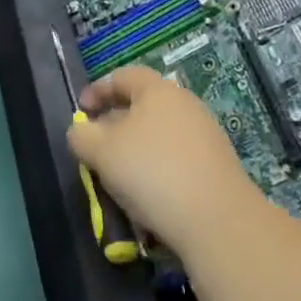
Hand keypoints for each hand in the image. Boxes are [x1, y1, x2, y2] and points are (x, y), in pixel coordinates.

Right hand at [67, 66, 257, 247]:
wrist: (220, 223)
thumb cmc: (151, 172)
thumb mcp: (100, 151)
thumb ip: (80, 135)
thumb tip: (81, 131)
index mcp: (158, 90)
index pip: (122, 76)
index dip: (96, 91)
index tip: (81, 112)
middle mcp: (186, 105)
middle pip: (143, 105)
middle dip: (116, 123)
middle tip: (97, 146)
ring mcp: (207, 136)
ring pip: (160, 135)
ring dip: (136, 150)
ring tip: (120, 177)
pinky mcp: (219, 168)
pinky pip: (178, 159)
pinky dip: (158, 170)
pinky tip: (149, 196)